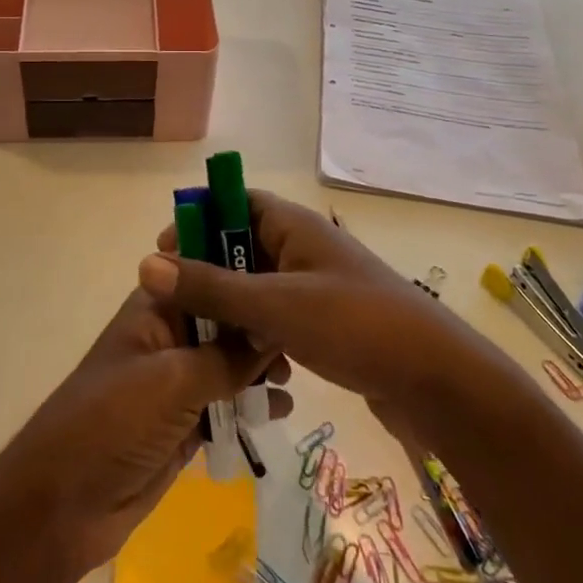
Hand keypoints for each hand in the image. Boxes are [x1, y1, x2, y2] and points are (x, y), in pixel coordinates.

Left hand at [0, 288, 291, 574]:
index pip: (203, 274)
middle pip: (222, 320)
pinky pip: (225, 405)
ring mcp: (175, 383)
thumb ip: (226, 356)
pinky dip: (250, 405)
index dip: (241, 272)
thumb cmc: (113, 421)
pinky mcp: (183, 425)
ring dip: (258, 369)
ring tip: (288, 380)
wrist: (65, 504)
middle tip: (297, 343)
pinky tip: (279, 411)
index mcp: (155, 309)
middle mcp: (168, 338)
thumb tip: (274, 333)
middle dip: (258, 327)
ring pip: (227, 364)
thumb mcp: (173, 380)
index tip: (287, 280)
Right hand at [140, 192, 487, 430]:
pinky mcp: (326, 322)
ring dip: (230, 307)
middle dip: (207, 270)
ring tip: (200, 338)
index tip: (163, 254)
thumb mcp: (275, 306)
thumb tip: (146, 265)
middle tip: (174, 305)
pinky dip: (255, 332)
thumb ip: (211, 287)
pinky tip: (241, 365)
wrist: (436, 380)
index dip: (197, 219)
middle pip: (241, 244)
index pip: (235, 202)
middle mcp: (304, 247)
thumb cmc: (355, 326)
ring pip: (256, 285)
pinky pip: (276, 315)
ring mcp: (317, 285)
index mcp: (294, 226)